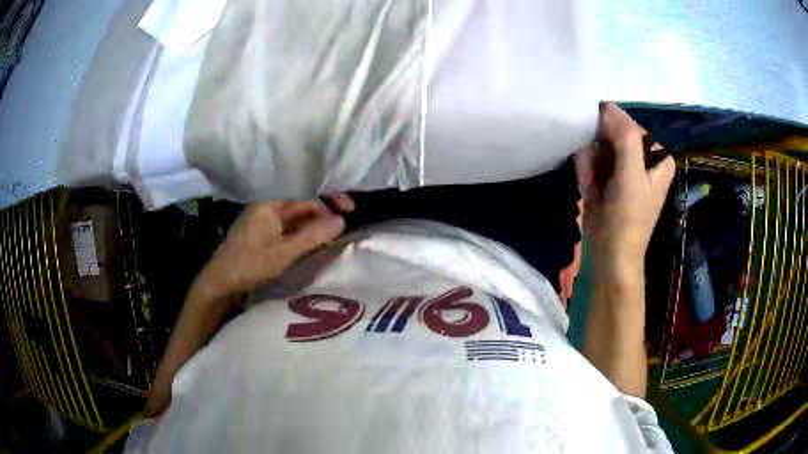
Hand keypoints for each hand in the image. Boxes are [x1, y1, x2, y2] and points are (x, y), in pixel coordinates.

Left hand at [198, 194, 354, 300]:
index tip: (351, 209)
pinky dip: (303, 231)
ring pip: (296, 216)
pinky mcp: (263, 232)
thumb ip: (313, 235)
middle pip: (302, 203)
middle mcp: (268, 205)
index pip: (307, 194)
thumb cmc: (250, 264)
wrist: (220, 281)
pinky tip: (314, 240)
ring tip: (334, 234)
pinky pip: (289, 226)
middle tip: (345, 225)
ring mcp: (264, 219)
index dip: (331, 199)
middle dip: (325, 211)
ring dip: (315, 223)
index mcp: (271, 202)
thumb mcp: (285, 252)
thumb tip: (342, 220)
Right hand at [575, 103, 674, 275]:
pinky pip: (593, 161)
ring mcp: (627, 167)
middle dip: (599, 154)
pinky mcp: (611, 178)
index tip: (602, 156)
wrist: (611, 254)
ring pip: (599, 147)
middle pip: (612, 135)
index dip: (609, 136)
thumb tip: (609, 106)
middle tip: (597, 177)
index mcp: (658, 155)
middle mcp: (644, 158)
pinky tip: (590, 190)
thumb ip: (624, 136)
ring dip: (590, 165)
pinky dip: (587, 174)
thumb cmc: (627, 217)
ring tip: (593, 187)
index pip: (628, 125)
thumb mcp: (631, 175)